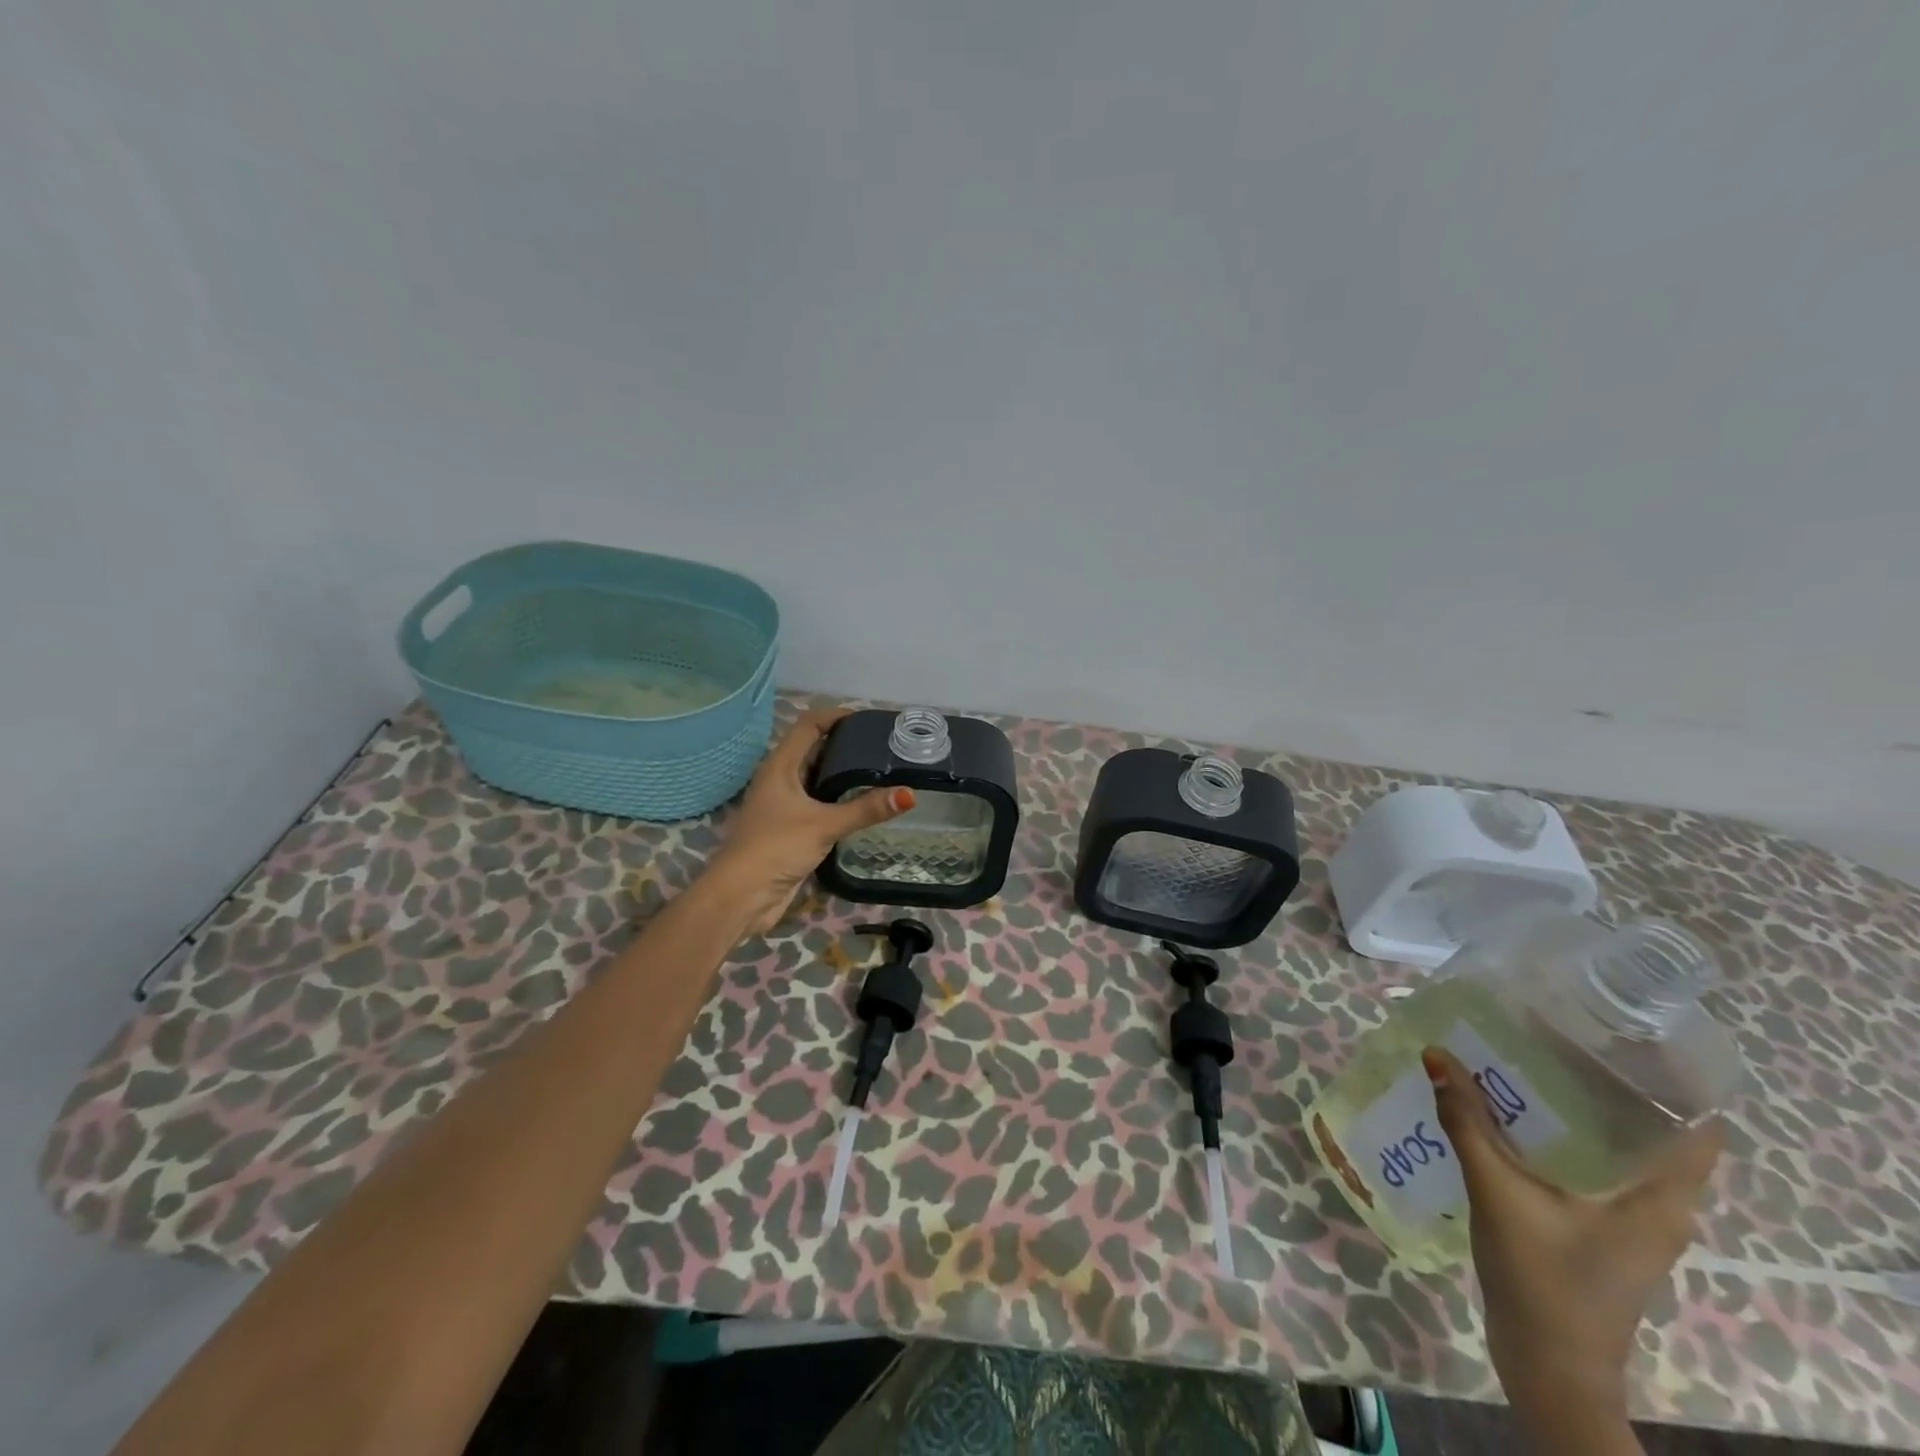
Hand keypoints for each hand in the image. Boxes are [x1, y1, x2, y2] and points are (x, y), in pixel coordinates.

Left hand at [704, 709, 913, 934]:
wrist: (742, 896)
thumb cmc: (776, 848)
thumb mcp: (824, 824)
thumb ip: (866, 809)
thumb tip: (909, 794)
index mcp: (780, 766)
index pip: (808, 725)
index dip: (835, 716)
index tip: (868, 720)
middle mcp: (779, 779)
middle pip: (813, 749)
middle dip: (844, 744)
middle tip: (881, 746)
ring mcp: (783, 805)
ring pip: (815, 778)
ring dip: (841, 773)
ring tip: (879, 771)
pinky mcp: (789, 828)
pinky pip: (817, 804)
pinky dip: (837, 799)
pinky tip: (861, 805)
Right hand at [1424, 1047, 1723, 1449]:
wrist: (1546, 1366)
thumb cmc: (1542, 1280)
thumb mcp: (1499, 1193)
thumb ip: (1467, 1122)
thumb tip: (1437, 1053)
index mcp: (1661, 1198)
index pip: (1698, 1126)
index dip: (1670, 1075)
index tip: (1618, 1029)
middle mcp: (1658, 1204)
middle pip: (1651, 1126)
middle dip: (1604, 1077)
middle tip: (1551, 1028)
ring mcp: (1630, 1218)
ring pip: (1616, 1143)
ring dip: (1576, 1104)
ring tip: (1526, 1057)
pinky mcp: (1600, 1226)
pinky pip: (1591, 1162)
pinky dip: (1561, 1131)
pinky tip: (1514, 1112)